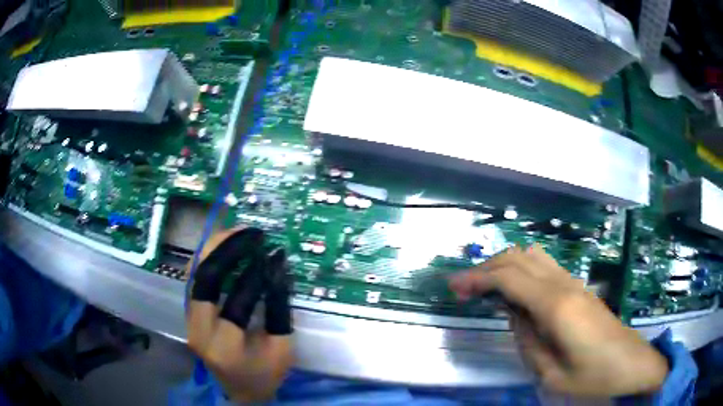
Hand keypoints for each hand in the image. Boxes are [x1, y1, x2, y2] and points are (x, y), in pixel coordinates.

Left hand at [186, 227, 292, 402]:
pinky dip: (207, 258)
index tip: (274, 255)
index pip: (238, 302)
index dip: (258, 275)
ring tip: (238, 232)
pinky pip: (193, 278)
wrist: (239, 390)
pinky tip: (222, 246)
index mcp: (225, 347)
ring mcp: (189, 320)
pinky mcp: (189, 313)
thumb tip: (276, 267)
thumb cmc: (265, 374)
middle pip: (205, 280)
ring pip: (193, 273)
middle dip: (228, 250)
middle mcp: (198, 331)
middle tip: (252, 234)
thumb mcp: (282, 349)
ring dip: (214, 248)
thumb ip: (278, 309)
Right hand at [449, 245, 667, 396]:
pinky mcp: (580, 289)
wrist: (632, 364)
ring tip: (487, 288)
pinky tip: (517, 293)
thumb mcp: (551, 374)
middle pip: (519, 258)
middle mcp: (565, 285)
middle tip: (464, 288)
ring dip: (506, 266)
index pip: (509, 278)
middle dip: (486, 268)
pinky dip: (523, 271)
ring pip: (533, 257)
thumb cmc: (594, 378)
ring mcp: (575, 283)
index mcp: (556, 307)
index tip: (454, 288)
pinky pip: (545, 268)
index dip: (477, 278)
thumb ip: (527, 342)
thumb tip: (513, 316)